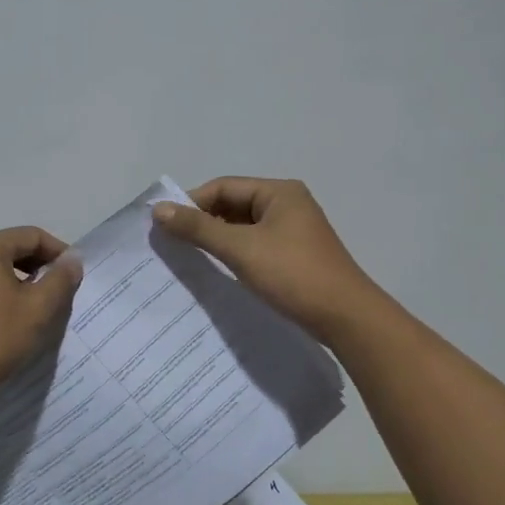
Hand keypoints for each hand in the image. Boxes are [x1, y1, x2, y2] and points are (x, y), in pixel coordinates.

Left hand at [0, 226, 82, 405]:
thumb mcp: (37, 309)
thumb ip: (60, 279)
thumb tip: (72, 259)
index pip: (32, 236)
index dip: (59, 252)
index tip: (75, 276)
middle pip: (10, 248)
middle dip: (38, 267)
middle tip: (58, 292)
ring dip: (17, 281)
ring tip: (33, 308)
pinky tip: (3, 320)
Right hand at [151, 177, 381, 340]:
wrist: (346, 317)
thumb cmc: (293, 275)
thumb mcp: (241, 249)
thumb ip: (199, 228)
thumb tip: (158, 209)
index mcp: (279, 192)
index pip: (223, 187)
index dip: (192, 203)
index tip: (164, 227)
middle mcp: (287, 204)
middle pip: (233, 205)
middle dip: (203, 222)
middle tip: (173, 244)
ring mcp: (293, 230)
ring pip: (243, 227)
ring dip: (218, 239)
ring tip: (189, 258)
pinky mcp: (294, 255)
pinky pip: (255, 245)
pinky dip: (235, 253)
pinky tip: (219, 270)